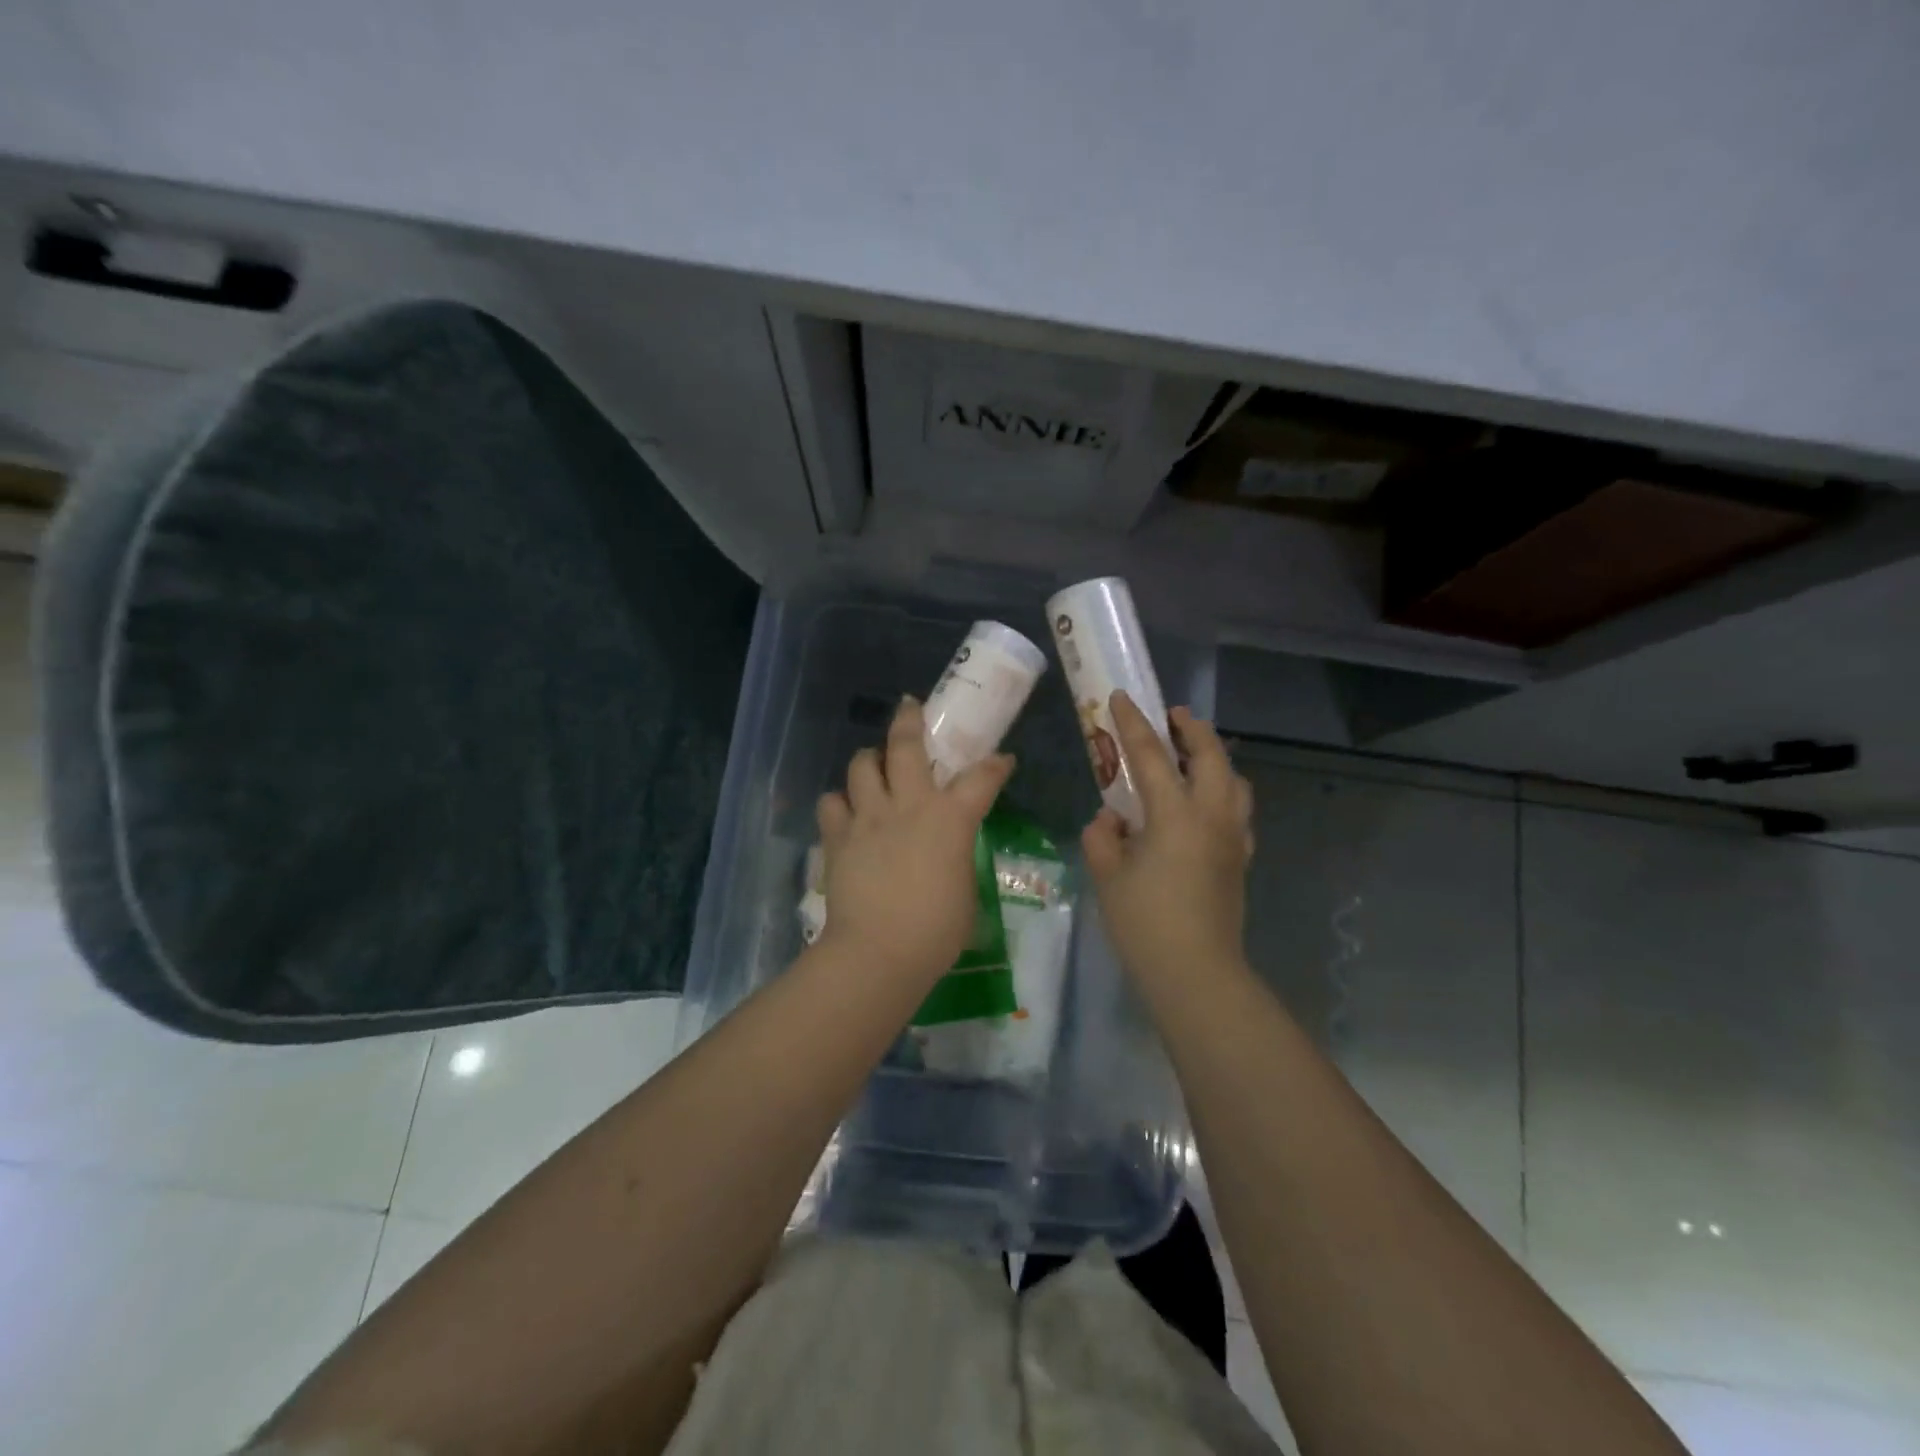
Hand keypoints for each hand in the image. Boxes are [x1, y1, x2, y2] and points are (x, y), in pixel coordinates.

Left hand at [815, 697, 1014, 985]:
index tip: (1002, 759)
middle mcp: (908, 805)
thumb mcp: (965, 893)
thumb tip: (949, 855)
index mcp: (950, 819)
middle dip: (910, 719)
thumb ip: (958, 861)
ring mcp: (868, 817)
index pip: (982, 778)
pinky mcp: (838, 837)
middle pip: (905, 746)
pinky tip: (847, 811)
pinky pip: (831, 803)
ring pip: (861, 765)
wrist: (878, 952)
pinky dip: (839, 802)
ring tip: (874, 764)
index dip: (996, 765)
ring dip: (869, 759)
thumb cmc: (936, 931)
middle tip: (911, 707)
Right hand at [1083, 691, 1253, 984]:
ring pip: (1234, 781)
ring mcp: (1232, 838)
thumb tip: (1112, 820)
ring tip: (1193, 755)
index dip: (1133, 724)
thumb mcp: (1108, 875)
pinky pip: (1237, 811)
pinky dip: (1224, 792)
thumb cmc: (1145, 922)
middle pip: (1211, 756)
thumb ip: (1103, 837)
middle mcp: (1211, 816)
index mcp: (1175, 815)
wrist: (1196, 972)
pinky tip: (1205, 805)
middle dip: (1192, 729)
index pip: (1151, 756)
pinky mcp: (1240, 859)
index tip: (1121, 697)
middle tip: (1173, 716)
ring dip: (1215, 758)